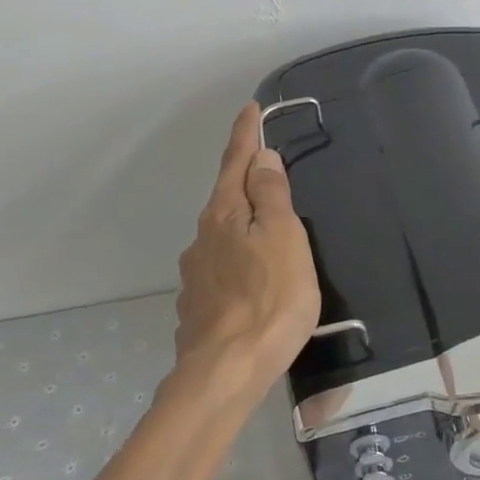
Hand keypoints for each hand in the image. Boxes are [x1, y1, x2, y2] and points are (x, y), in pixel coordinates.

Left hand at [174, 103, 320, 387]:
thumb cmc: (270, 299)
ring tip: (264, 232)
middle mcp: (203, 238)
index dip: (245, 134)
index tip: (251, 108)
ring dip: (240, 225)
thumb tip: (261, 157)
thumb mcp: (283, 238)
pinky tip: (250, 280)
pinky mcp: (198, 308)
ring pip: (221, 237)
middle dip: (243, 180)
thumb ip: (272, 195)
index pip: (236, 162)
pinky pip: (220, 271)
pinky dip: (236, 262)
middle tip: (266, 169)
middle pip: (225, 198)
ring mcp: (195, 275)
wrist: (227, 371)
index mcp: (225, 215)